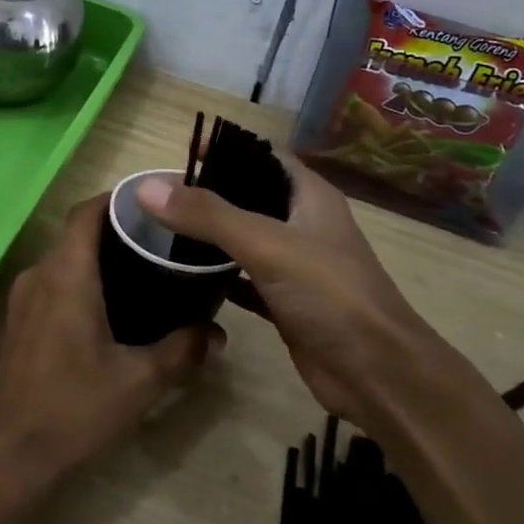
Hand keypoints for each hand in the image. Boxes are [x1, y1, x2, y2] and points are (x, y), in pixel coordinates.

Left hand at [0, 195, 218, 502]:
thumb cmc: (73, 411)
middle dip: (119, 230)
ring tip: (148, 270)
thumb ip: (182, 351)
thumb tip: (216, 333)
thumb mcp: (139, 382)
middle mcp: (38, 276)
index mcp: (65, 275)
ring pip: (65, 260)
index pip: (86, 212)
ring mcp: (22, 300)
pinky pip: (54, 283)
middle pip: (77, 234)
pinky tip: (115, 307)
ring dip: (100, 258)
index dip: (118, 199)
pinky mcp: (19, 324)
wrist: (8, 458)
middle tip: (165, 240)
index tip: (156, 201)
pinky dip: (84, 280)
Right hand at [135, 156, 488, 445]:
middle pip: (249, 195)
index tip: (180, 153)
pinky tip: (182, 276)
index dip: (226, 148)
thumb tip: (146, 188)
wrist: (376, 374)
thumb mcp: (266, 245)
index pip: (263, 155)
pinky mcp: (284, 301)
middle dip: (209, 192)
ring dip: (209, 234)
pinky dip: (216, 275)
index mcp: (309, 196)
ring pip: (244, 238)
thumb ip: (207, 215)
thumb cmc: (330, 295)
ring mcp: (295, 264)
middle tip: (160, 196)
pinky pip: (242, 278)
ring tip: (161, 229)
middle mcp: (303, 223)